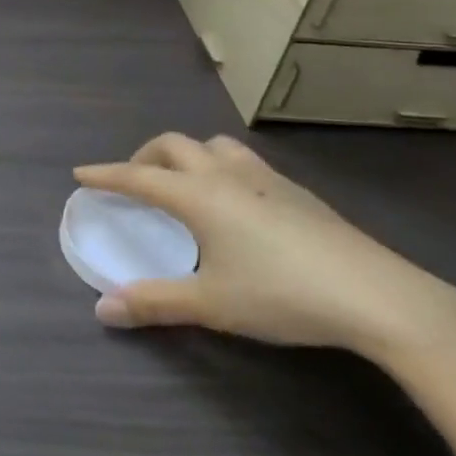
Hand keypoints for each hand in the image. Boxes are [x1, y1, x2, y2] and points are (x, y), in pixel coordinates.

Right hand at [75, 135, 455, 360]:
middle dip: (144, 157)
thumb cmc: (281, 294)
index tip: (81, 173)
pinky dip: (220, 167)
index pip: (137, 176)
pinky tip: (236, 203)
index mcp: (198, 195)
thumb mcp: (210, 304)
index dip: (106, 174)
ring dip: (187, 155)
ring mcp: (265, 177)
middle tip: (133, 181)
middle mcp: (226, 174)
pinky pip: (243, 161)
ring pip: (213, 145)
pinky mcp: (296, 190)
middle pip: (173, 146)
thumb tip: (101, 311)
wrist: (375, 294)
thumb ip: (153, 303)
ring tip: (184, 183)